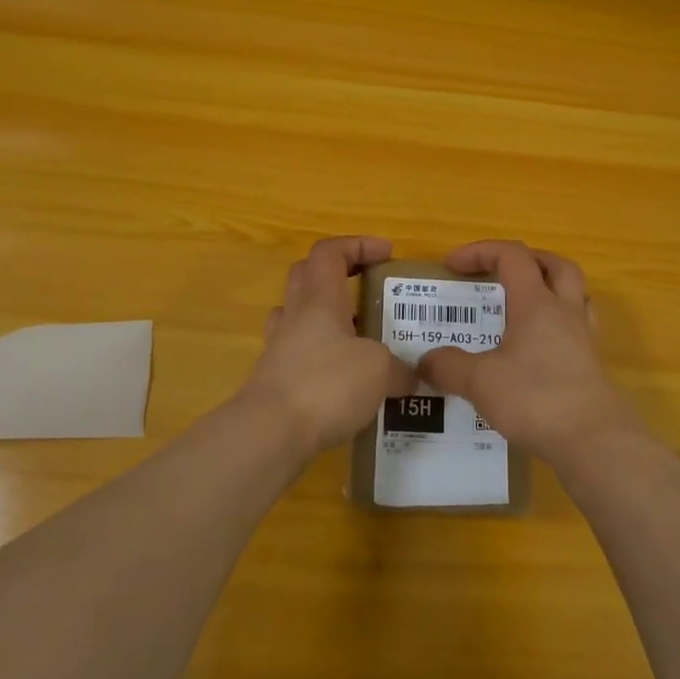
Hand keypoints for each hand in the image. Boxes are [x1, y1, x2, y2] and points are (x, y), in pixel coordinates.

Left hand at [240, 236, 414, 454]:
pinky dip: (323, 354)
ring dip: (329, 315)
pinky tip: (345, 376)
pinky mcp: (276, 378)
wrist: (269, 433)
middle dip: (340, 273)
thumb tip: (410, 376)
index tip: (386, 253)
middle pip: (308, 275)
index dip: (358, 245)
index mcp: (320, 298)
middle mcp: (296, 315)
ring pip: (301, 314)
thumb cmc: (325, 384)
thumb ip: (399, 368)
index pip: (330, 251)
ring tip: (361, 335)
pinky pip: (300, 352)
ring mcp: (280, 347)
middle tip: (368, 287)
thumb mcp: (378, 371)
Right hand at [418, 241, 643, 465]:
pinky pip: (577, 329)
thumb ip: (449, 366)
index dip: (481, 251)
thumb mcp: (480, 381)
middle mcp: (565, 312)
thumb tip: (426, 361)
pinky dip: (557, 327)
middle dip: (527, 260)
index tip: (452, 266)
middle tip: (501, 274)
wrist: (594, 441)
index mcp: (537, 303)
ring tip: (523, 307)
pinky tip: (538, 350)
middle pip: (556, 266)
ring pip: (575, 295)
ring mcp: (584, 339)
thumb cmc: (536, 398)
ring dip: (550, 290)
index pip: (512, 256)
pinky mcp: (592, 366)